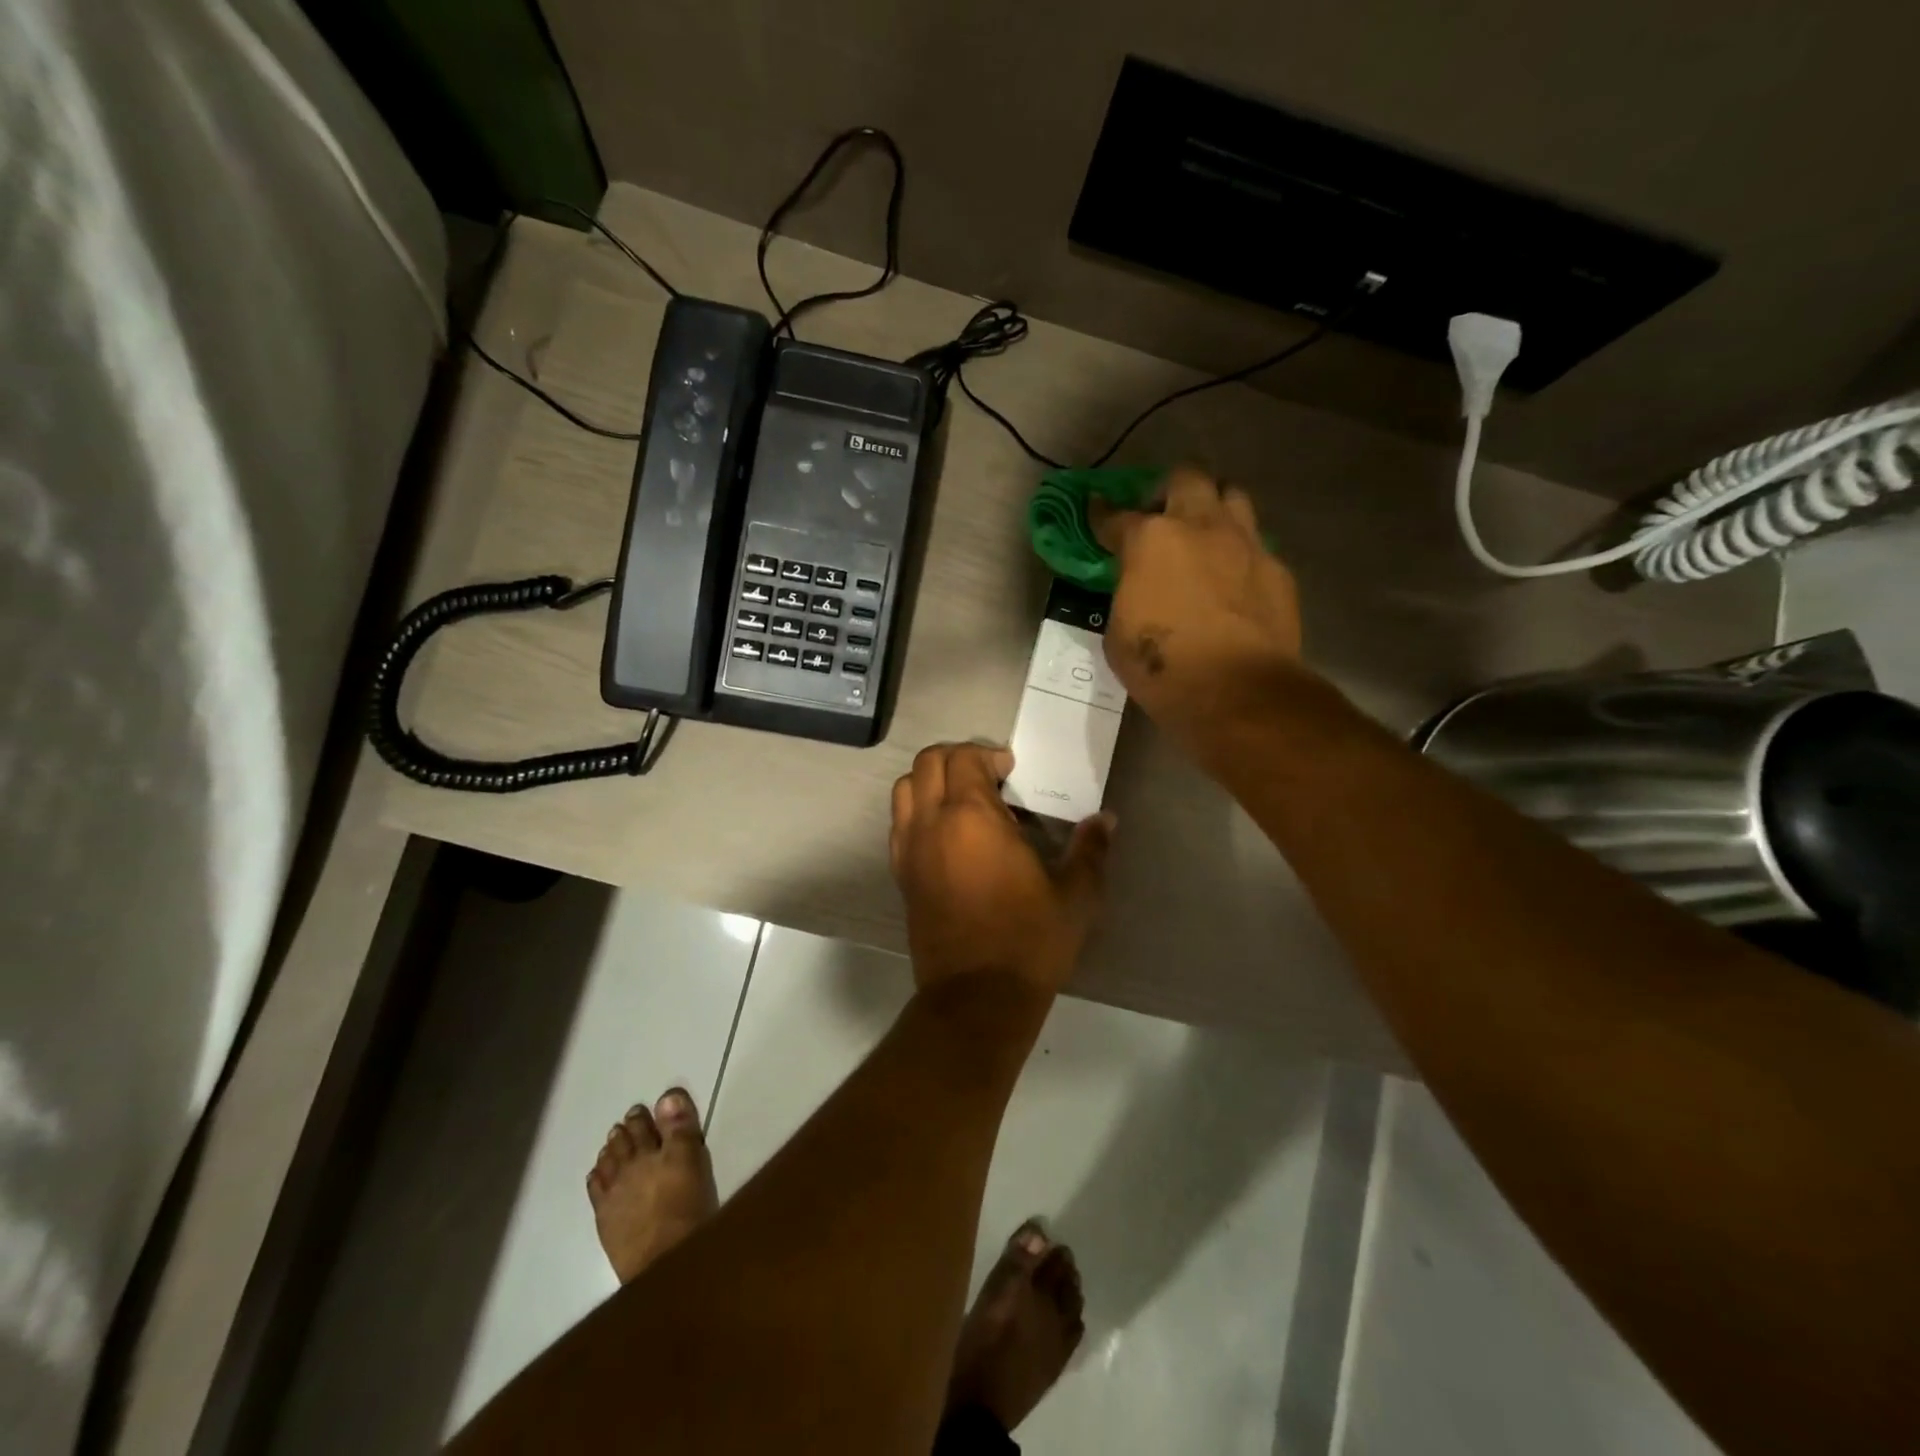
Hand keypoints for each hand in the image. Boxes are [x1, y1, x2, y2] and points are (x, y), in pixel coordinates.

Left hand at [890, 743, 1113, 995]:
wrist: (977, 998)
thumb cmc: (1030, 940)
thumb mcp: (1075, 895)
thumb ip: (1090, 849)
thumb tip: (1107, 819)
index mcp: (971, 817)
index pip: (964, 758)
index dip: (987, 754)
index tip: (1011, 769)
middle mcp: (931, 824)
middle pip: (927, 764)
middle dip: (956, 758)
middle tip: (988, 776)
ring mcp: (910, 850)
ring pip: (904, 791)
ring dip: (930, 782)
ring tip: (963, 800)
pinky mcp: (902, 876)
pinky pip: (899, 825)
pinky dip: (917, 813)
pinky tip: (947, 836)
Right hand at [1095, 466, 1304, 752]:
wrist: (1236, 691)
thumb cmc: (1162, 666)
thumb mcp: (1118, 632)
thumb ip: (1126, 595)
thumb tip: (1135, 589)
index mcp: (1151, 540)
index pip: (1118, 516)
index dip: (1104, 516)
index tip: (1097, 512)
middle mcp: (1200, 526)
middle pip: (1187, 478)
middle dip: (1169, 490)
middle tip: (1161, 515)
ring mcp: (1245, 544)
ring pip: (1232, 496)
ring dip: (1214, 508)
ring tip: (1204, 535)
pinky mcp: (1277, 569)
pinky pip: (1256, 545)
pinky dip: (1240, 554)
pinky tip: (1234, 579)